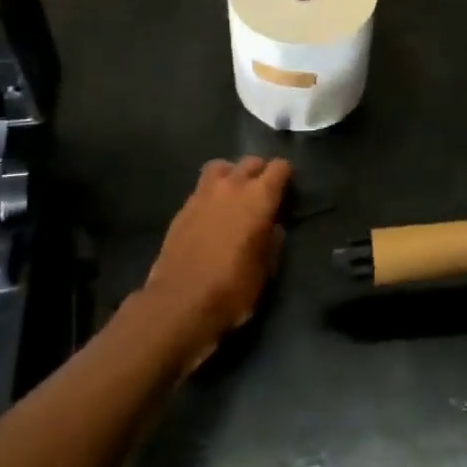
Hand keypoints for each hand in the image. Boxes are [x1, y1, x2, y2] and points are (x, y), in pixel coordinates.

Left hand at [143, 156, 290, 369]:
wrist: (179, 304)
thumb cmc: (231, 289)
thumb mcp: (265, 270)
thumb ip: (272, 240)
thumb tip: (272, 227)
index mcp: (259, 197)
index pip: (279, 167)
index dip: (286, 176)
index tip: (288, 191)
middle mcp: (232, 186)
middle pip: (251, 162)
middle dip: (261, 172)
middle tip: (264, 193)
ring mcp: (203, 194)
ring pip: (222, 166)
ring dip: (232, 174)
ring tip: (235, 194)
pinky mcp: (182, 208)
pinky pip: (202, 187)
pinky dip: (212, 192)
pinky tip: (213, 213)